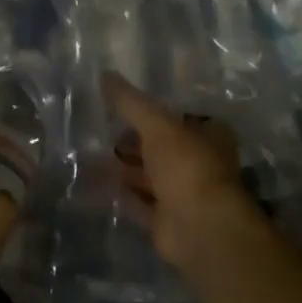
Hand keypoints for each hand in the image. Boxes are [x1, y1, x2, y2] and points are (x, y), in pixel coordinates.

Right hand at [104, 74, 255, 267]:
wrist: (199, 228)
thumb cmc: (187, 166)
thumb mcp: (157, 125)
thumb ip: (131, 103)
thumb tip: (105, 75)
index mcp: (210, 136)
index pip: (180, 117)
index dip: (153, 112)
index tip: (122, 107)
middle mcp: (200, 163)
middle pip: (163, 147)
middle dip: (134, 141)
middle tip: (101, 130)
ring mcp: (184, 193)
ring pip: (150, 175)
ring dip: (125, 168)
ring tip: (90, 154)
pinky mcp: (167, 219)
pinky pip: (139, 202)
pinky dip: (121, 194)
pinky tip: (95, 183)